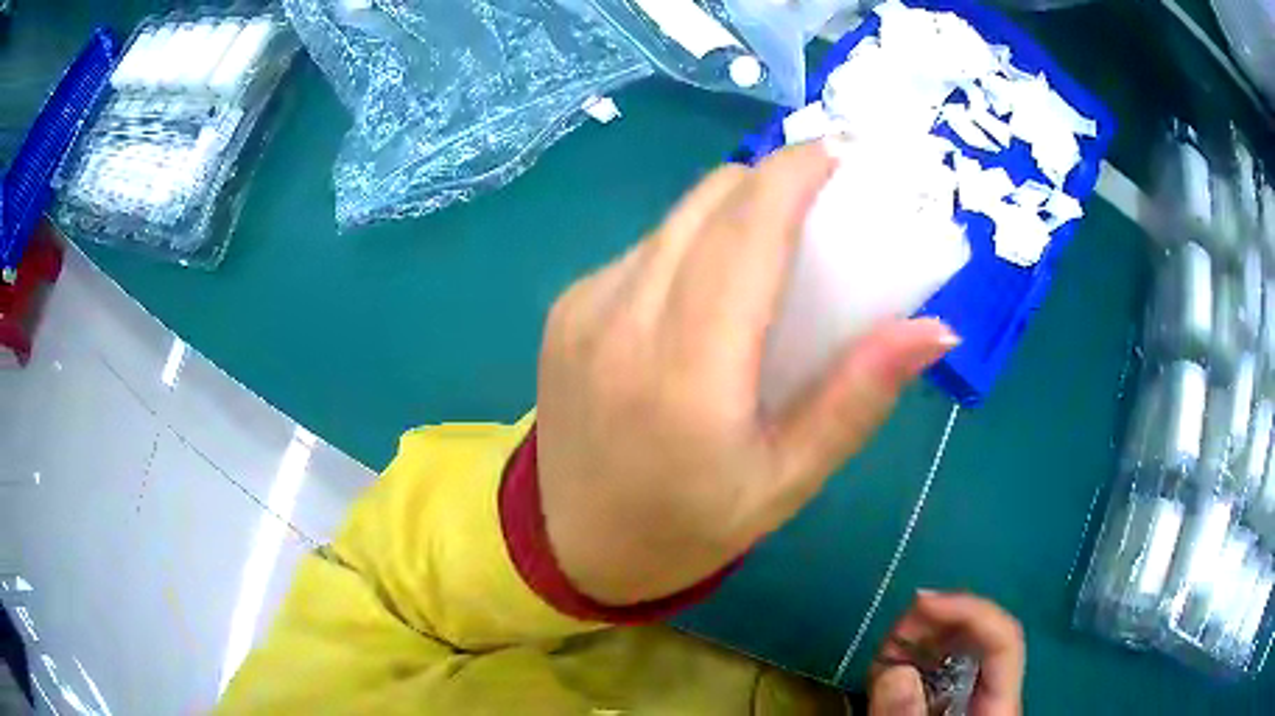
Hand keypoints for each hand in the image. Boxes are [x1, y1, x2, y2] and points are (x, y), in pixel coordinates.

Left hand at [536, 141, 958, 605]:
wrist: (572, 545)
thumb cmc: (688, 528)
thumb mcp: (787, 481)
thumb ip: (859, 397)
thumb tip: (935, 329)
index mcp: (686, 371)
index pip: (746, 231)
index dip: (794, 175)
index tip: (839, 152)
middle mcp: (622, 319)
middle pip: (708, 203)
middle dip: (770, 183)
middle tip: (820, 205)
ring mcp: (583, 308)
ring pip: (674, 220)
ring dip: (730, 215)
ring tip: (771, 250)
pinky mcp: (565, 310)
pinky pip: (642, 251)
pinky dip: (688, 247)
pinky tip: (706, 293)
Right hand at [870, 591, 1024, 715]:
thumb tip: (894, 670)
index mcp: (998, 707)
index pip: (1003, 641)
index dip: (969, 611)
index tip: (921, 604)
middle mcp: (991, 695)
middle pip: (980, 639)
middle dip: (937, 624)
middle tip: (892, 631)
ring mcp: (970, 701)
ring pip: (956, 653)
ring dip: (920, 641)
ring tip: (885, 651)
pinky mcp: (948, 707)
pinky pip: (935, 674)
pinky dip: (911, 663)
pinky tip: (889, 669)